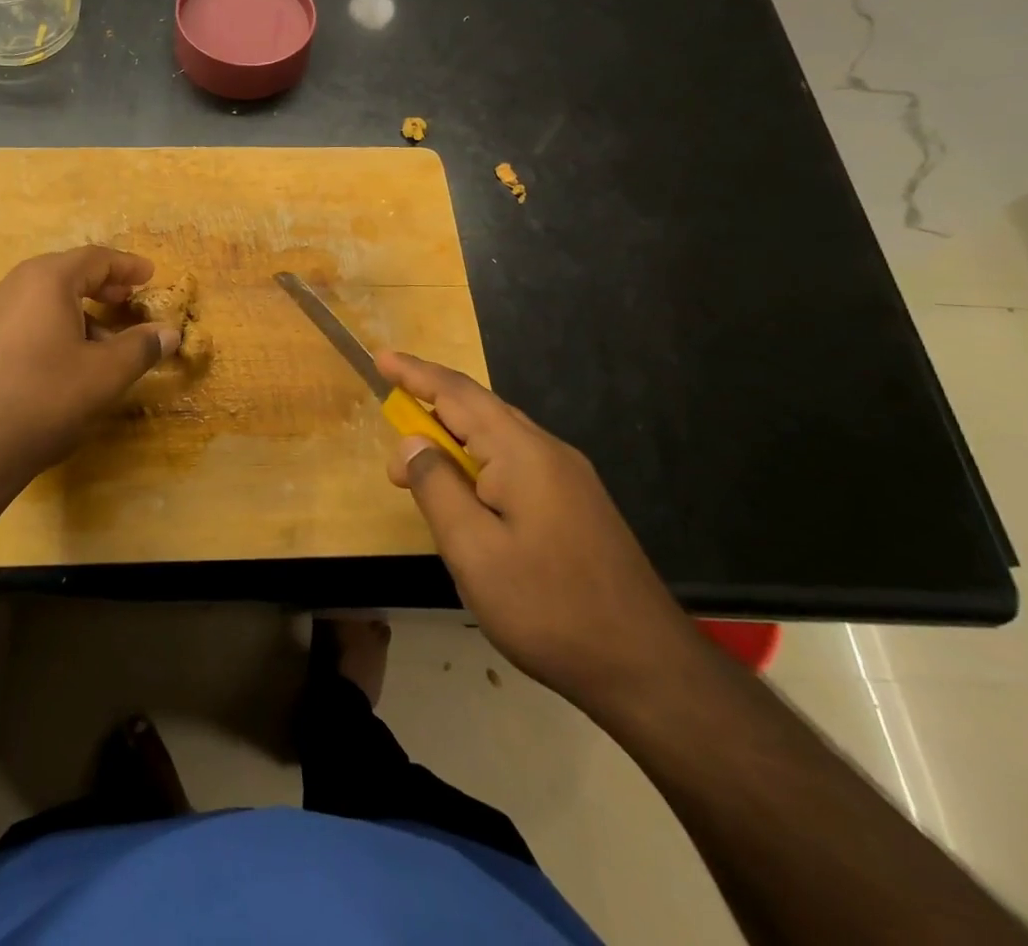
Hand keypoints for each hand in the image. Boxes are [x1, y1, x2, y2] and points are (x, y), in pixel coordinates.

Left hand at [0, 247, 179, 488]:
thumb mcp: (105, 375)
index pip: (95, 258)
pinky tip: (63, 361)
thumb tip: (169, 333)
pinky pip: (23, 320)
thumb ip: (141, 347)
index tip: (150, 275)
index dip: (127, 266)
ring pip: (42, 299)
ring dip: (78, 311)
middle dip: (102, 286)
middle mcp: (12, 286)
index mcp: (45, 280)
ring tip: (103, 341)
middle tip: (129, 301)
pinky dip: (52, 327)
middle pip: (65, 274)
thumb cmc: (44, 399)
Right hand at [377, 351, 701, 712]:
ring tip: (421, 474)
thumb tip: (413, 442)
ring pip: (499, 438)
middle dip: (430, 411)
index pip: (457, 393)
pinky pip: (516, 463)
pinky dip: (479, 465)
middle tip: (392, 448)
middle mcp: (548, 451)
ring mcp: (569, 478)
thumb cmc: (549, 607)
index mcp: (522, 452)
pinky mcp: (577, 504)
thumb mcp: (473, 550)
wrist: (647, 668)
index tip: (380, 359)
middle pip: (479, 409)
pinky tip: (470, 499)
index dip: (415, 373)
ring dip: (454, 442)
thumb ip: (436, 486)